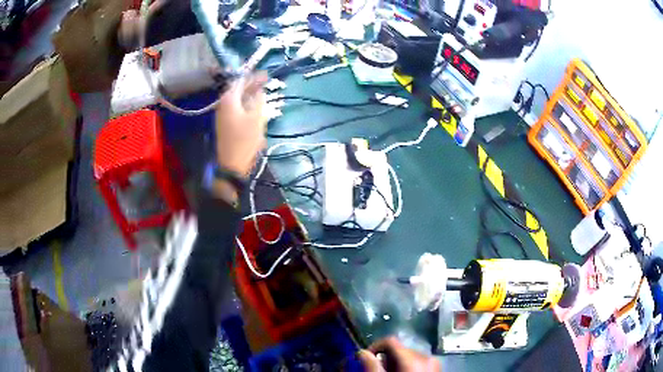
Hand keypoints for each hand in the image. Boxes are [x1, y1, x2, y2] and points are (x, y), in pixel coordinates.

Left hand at [215, 73, 267, 178]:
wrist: (231, 164)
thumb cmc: (245, 140)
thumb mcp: (256, 118)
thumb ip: (258, 100)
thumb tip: (259, 90)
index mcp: (229, 99)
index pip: (242, 81)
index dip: (254, 77)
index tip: (267, 74)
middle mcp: (223, 104)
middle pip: (237, 89)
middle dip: (251, 84)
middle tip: (265, 82)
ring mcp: (222, 114)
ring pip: (236, 98)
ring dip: (248, 93)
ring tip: (261, 91)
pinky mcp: (224, 123)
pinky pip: (235, 107)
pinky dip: (244, 102)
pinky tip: (252, 105)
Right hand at [357, 337, 439, 371]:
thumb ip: (372, 367)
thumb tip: (362, 353)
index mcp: (412, 358)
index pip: (390, 341)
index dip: (374, 347)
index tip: (365, 359)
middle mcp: (426, 357)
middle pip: (400, 349)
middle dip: (386, 359)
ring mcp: (434, 363)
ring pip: (410, 356)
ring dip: (397, 364)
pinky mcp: (437, 370)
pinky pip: (419, 363)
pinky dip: (408, 368)